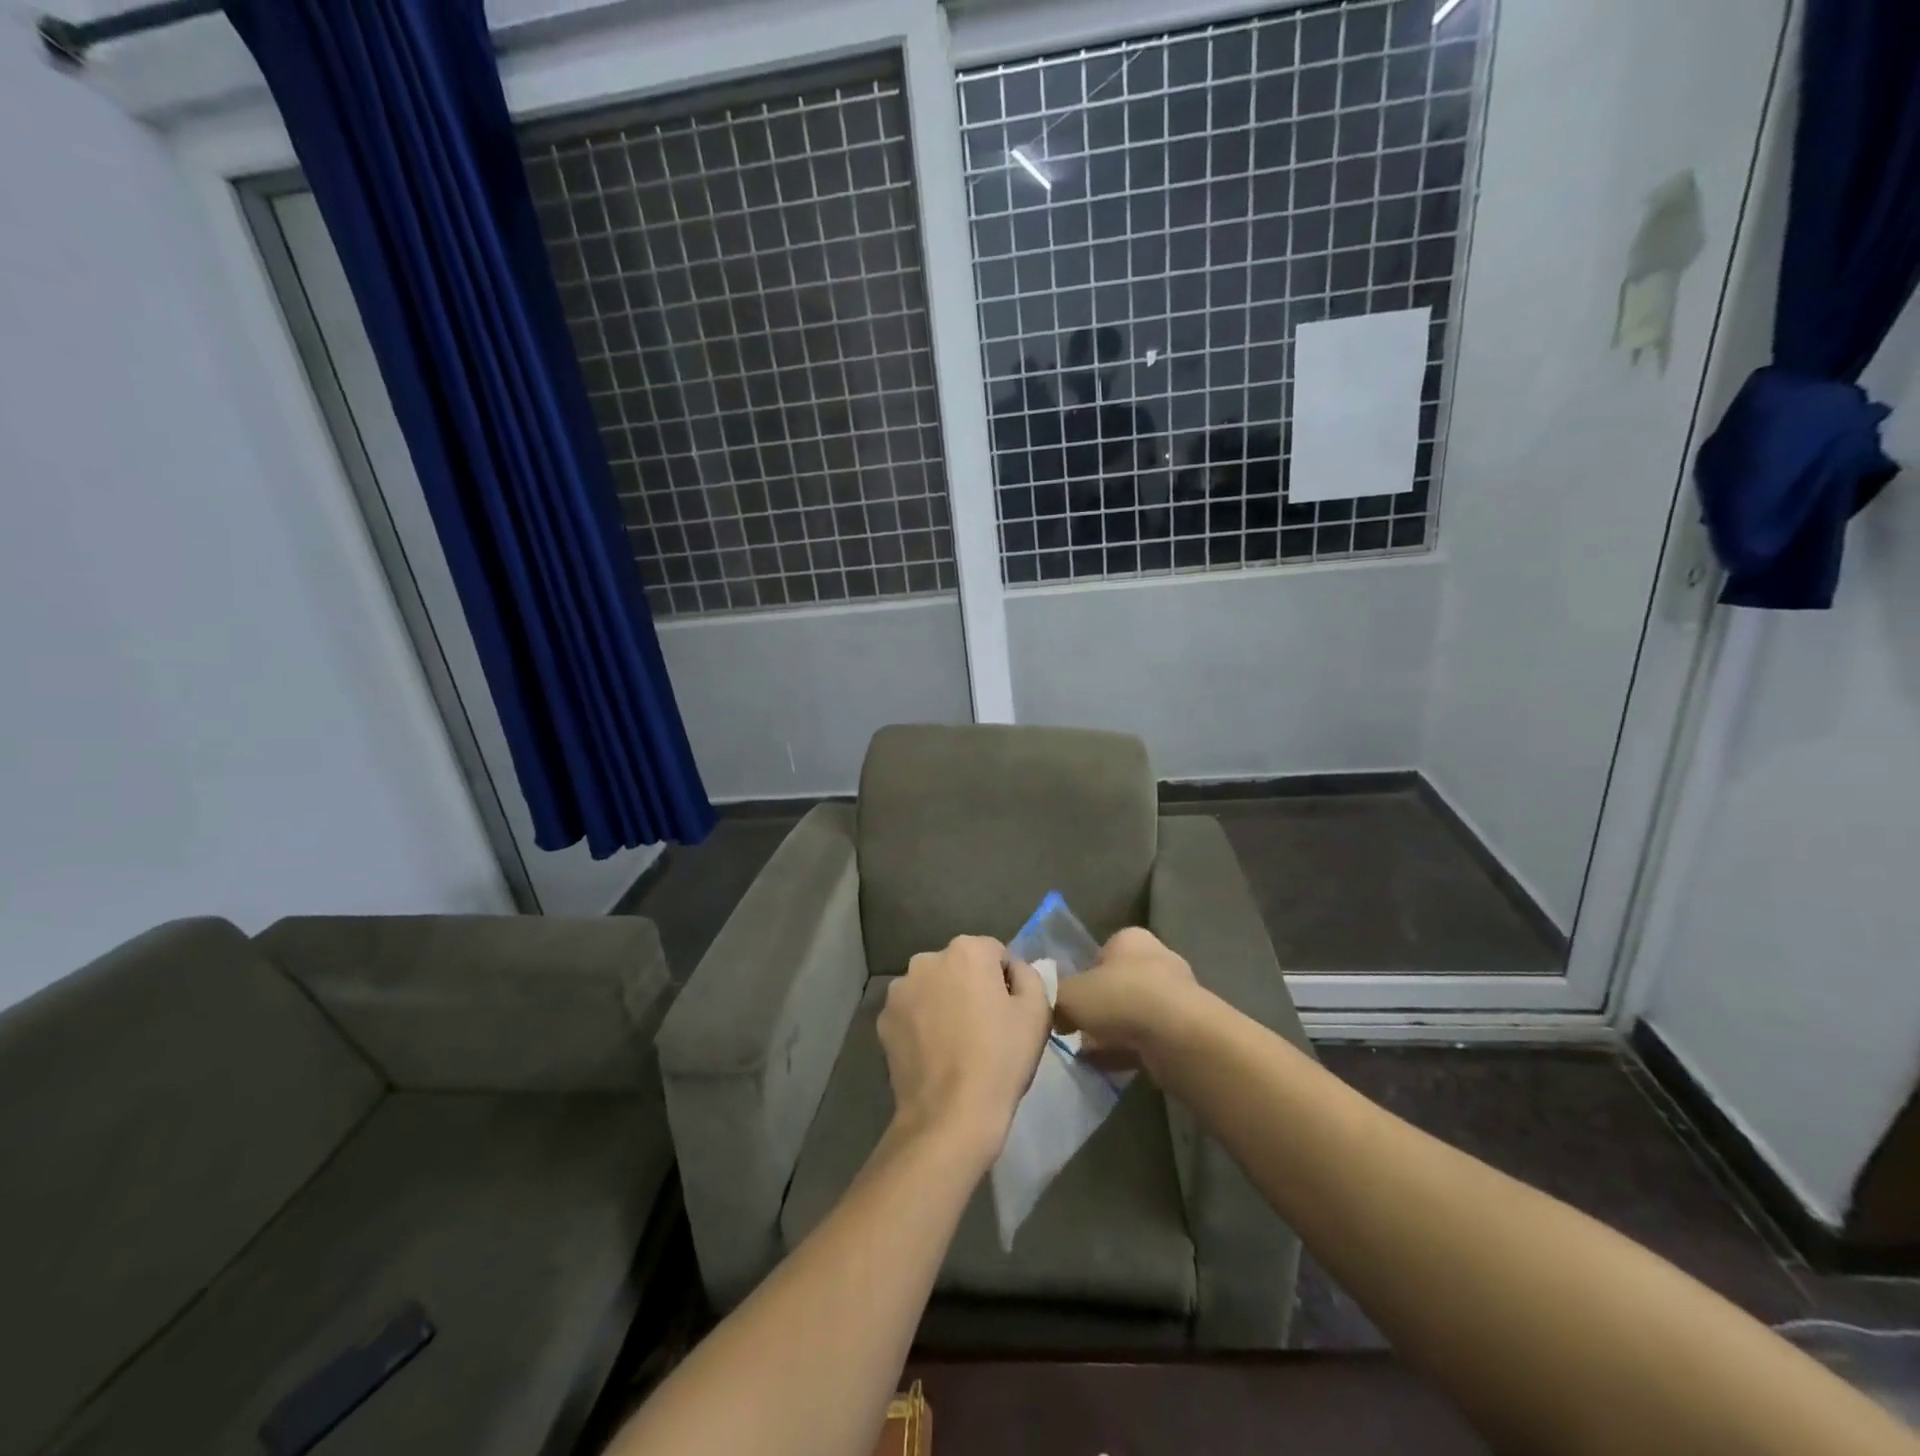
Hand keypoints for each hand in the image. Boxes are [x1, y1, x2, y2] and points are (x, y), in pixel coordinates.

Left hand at [877, 935, 1051, 1165]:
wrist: (950, 1115)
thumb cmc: (1000, 1059)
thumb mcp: (1037, 1011)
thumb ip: (1029, 975)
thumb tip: (1013, 970)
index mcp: (966, 950)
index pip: (995, 953)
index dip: (1007, 981)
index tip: (1010, 1012)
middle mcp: (926, 960)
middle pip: (959, 966)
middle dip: (972, 987)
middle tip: (985, 1028)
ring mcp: (900, 990)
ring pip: (933, 988)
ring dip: (944, 1003)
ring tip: (958, 1043)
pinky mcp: (884, 1020)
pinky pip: (912, 1013)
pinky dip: (922, 1024)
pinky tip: (935, 1055)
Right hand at [1053, 927, 1202, 1073]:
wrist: (1176, 1036)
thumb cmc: (1119, 998)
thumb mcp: (1069, 994)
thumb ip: (1054, 997)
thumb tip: (1051, 1010)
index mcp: (1130, 940)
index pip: (1101, 953)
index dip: (1083, 977)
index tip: (1070, 1001)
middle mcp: (1157, 960)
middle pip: (1118, 984)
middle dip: (1099, 1007)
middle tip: (1076, 1028)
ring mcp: (1176, 997)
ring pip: (1134, 1014)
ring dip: (1112, 1032)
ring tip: (1087, 1053)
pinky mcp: (1186, 1031)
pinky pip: (1148, 1040)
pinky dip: (1128, 1052)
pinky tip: (1106, 1068)